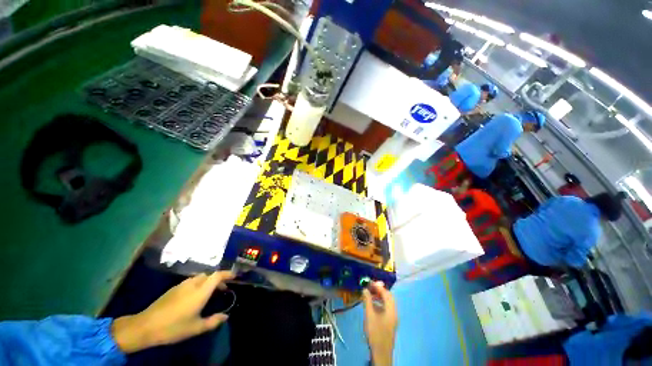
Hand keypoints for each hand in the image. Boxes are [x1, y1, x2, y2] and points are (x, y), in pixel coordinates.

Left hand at [112, 271, 234, 352]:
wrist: (145, 326)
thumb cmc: (173, 327)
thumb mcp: (195, 328)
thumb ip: (213, 321)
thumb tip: (225, 317)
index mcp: (200, 291)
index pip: (217, 275)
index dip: (227, 274)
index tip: (235, 276)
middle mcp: (193, 284)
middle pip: (209, 275)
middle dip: (218, 279)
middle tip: (222, 290)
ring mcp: (181, 285)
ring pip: (200, 277)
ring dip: (208, 282)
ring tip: (209, 293)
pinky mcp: (173, 289)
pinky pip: (191, 282)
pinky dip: (198, 284)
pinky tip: (194, 297)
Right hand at [362, 282, 397, 365]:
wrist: (381, 352)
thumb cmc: (375, 332)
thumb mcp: (369, 315)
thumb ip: (367, 300)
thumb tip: (365, 289)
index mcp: (391, 309)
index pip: (386, 293)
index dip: (378, 286)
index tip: (370, 282)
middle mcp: (394, 312)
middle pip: (389, 297)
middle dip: (380, 290)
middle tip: (370, 287)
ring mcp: (393, 318)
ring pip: (388, 302)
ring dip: (379, 296)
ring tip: (370, 294)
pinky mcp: (390, 322)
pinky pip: (386, 308)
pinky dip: (380, 303)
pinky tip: (372, 305)